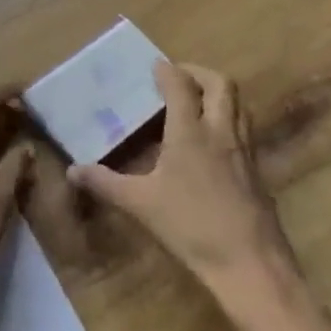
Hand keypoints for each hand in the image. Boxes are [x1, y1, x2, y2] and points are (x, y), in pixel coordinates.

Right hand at [68, 62, 330, 330]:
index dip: (168, 71)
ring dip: (219, 94)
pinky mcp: (258, 171)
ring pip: (239, 104)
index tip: (155, 65)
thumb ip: (106, 183)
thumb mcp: (141, 205)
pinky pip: (245, 130)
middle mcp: (221, 131)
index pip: (181, 86)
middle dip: (199, 73)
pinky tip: (214, 144)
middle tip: (179, 78)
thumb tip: (72, 170)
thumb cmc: (192, 227)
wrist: (251, 265)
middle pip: (220, 84)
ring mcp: (245, 150)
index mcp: (191, 131)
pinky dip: (229, 121)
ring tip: (197, 103)